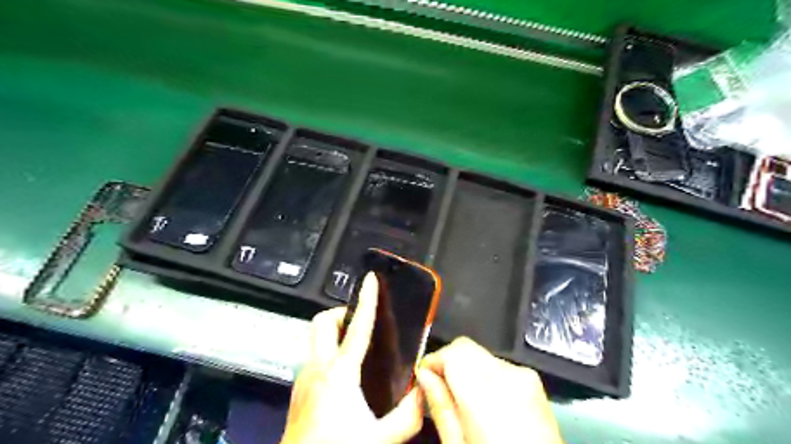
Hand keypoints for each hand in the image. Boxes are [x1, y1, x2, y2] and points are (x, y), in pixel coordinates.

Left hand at [280, 274, 423, 443]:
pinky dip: (327, 351)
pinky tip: (343, 372)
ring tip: (354, 344)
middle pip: (322, 321)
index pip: (357, 326)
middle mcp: (318, 367)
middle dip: (342, 312)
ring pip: (314, 337)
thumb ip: (408, 415)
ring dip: (333, 331)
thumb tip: (422, 394)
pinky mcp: (298, 387)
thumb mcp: (381, 437)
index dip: (367, 300)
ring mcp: (304, 376)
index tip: (371, 281)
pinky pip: (313, 355)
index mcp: (340, 373)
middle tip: (360, 321)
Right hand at [416, 336, 564, 442]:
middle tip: (440, 388)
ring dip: (467, 369)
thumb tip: (424, 375)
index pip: (453, 351)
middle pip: (466, 348)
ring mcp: (525, 376)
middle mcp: (509, 376)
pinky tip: (485, 402)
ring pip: (480, 354)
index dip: (434, 360)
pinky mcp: (533, 380)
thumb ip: (440, 406)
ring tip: (464, 400)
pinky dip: (485, 375)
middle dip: (449, 363)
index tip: (425, 374)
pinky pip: (498, 365)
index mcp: (487, 394)